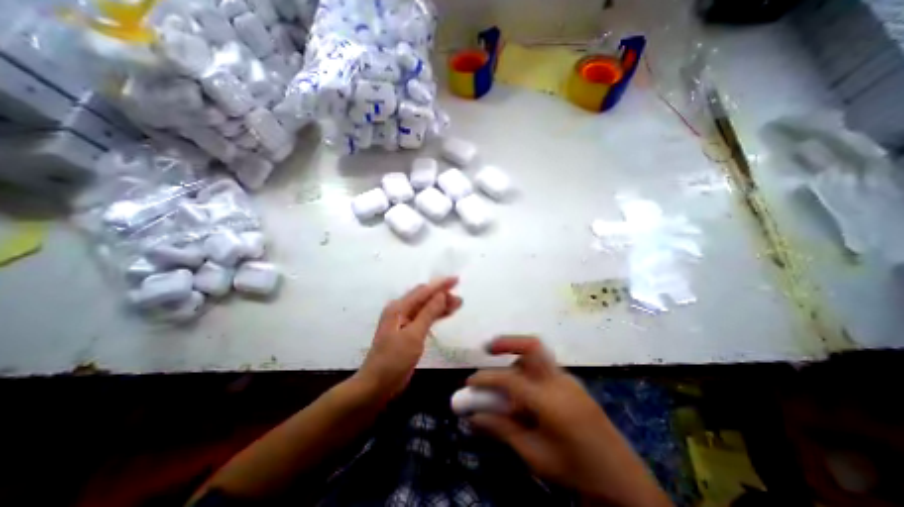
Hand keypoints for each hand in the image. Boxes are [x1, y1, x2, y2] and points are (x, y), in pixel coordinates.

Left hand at [357, 278, 461, 399]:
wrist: (376, 385)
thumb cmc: (393, 360)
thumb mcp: (413, 335)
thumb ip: (428, 313)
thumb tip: (441, 294)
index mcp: (399, 308)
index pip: (423, 291)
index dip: (441, 285)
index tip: (456, 280)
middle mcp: (400, 310)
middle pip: (424, 297)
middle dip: (442, 294)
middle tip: (460, 298)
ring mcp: (403, 321)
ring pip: (425, 307)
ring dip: (440, 304)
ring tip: (458, 304)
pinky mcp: (407, 332)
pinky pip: (423, 317)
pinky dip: (435, 315)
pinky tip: (445, 314)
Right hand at [471, 337, 664, 506]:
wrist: (622, 479)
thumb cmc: (574, 470)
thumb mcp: (534, 454)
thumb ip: (502, 429)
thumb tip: (473, 417)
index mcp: (549, 401)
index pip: (509, 380)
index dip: (486, 379)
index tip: (469, 383)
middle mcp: (559, 381)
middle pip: (532, 346)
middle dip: (507, 342)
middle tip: (488, 348)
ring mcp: (569, 380)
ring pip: (538, 357)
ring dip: (518, 362)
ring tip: (508, 386)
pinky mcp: (573, 383)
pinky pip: (546, 369)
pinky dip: (530, 373)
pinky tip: (528, 396)